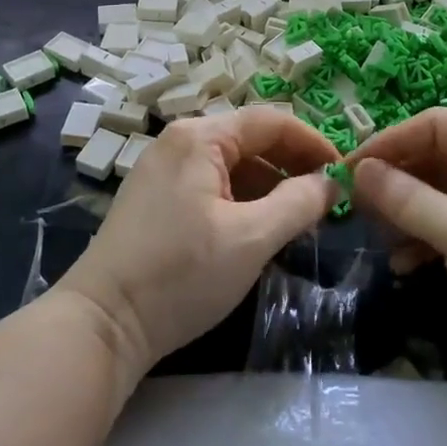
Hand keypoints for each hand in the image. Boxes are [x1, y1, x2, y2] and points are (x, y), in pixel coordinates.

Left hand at [59, 106, 340, 377]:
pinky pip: (212, 186)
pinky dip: (243, 200)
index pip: (271, 121)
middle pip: (250, 140)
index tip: (344, 174)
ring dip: (270, 186)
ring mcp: (163, 171)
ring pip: (232, 165)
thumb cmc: (181, 273)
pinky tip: (260, 229)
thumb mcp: (251, 238)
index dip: (313, 143)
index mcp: (199, 138)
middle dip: (293, 166)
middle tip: (327, 200)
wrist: (102, 323)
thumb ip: (299, 204)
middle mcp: (179, 142)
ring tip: (300, 219)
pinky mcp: (156, 200)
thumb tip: (332, 183)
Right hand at [351, 109, 446, 410]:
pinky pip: (446, 226)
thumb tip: (358, 171)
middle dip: (396, 180)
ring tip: (378, 238)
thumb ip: (408, 199)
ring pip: (437, 194)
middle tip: (355, 206)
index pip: (440, 125)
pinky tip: (402, 264)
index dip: (392, 141)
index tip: (349, 167)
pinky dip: (421, 239)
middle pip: (437, 158)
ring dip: (405, 213)